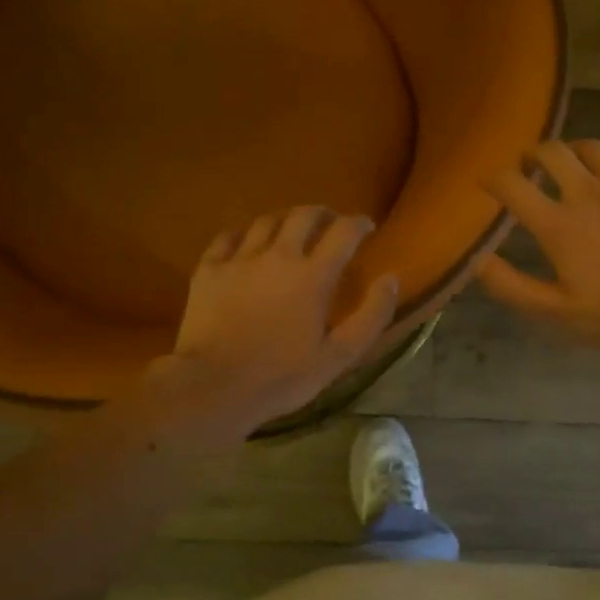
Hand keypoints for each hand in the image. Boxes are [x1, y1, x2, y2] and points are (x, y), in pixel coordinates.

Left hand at [153, 206, 399, 431]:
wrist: (214, 386)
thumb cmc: (282, 376)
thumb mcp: (340, 356)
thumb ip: (371, 315)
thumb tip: (391, 279)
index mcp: (313, 275)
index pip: (344, 232)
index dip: (359, 223)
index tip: (367, 227)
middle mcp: (278, 256)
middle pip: (304, 215)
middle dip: (323, 214)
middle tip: (331, 224)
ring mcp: (239, 259)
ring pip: (266, 221)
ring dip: (286, 220)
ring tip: (292, 231)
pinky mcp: (209, 270)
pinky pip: (228, 237)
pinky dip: (245, 234)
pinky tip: (248, 244)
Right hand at [479, 140, 599, 352]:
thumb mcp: (556, 312)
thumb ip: (511, 285)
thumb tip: (476, 259)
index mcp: (559, 224)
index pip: (512, 185)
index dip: (492, 178)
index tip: (487, 183)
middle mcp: (588, 192)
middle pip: (552, 151)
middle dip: (533, 154)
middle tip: (529, 166)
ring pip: (591, 147)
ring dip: (572, 152)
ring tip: (570, 165)